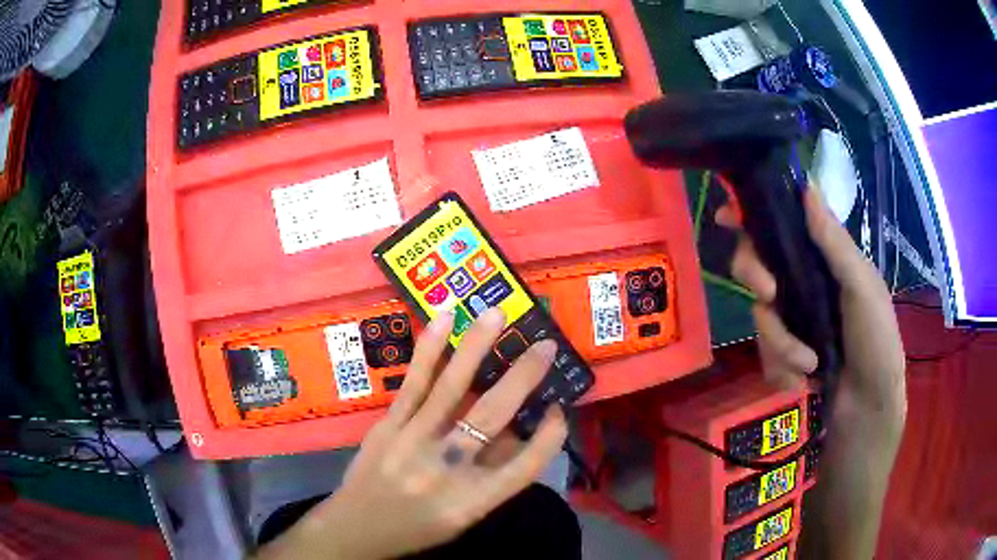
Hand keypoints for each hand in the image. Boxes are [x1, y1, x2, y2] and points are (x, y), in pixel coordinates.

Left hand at [256, 307, 566, 559]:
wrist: (356, 528)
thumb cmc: (416, 527)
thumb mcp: (464, 516)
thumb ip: (492, 477)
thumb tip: (515, 432)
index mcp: (473, 500)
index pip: (524, 466)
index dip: (548, 436)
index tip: (559, 410)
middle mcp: (446, 469)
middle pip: (492, 417)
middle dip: (524, 377)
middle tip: (545, 346)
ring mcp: (413, 441)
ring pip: (451, 388)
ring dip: (477, 347)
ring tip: (498, 314)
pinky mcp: (389, 425)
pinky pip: (414, 383)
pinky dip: (431, 350)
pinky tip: (445, 321)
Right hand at [716, 185, 905, 441]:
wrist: (867, 409)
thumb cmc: (876, 341)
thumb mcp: (861, 287)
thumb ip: (835, 243)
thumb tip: (806, 186)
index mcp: (823, 260)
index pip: (784, 226)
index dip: (753, 216)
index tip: (729, 217)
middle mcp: (803, 285)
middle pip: (757, 264)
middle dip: (755, 276)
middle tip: (769, 294)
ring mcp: (792, 322)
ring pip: (760, 316)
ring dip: (782, 344)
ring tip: (808, 364)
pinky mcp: (784, 355)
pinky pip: (764, 354)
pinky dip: (782, 369)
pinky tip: (803, 381)